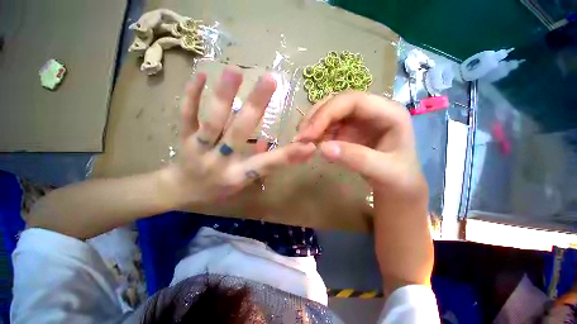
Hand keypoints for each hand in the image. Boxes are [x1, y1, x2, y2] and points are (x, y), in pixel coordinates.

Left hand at [161, 66, 315, 207]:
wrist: (180, 191)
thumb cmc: (216, 189)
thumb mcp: (242, 183)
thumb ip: (260, 163)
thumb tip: (270, 140)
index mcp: (237, 175)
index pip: (267, 164)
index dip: (288, 155)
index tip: (308, 144)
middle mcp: (219, 161)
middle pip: (239, 132)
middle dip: (256, 106)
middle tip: (271, 80)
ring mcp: (198, 148)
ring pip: (212, 120)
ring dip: (224, 95)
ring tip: (235, 71)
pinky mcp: (182, 137)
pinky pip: (186, 115)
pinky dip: (191, 94)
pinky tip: (200, 73)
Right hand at [296, 91, 425, 200]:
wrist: (398, 187)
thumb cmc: (398, 179)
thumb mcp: (383, 171)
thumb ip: (355, 158)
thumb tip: (321, 148)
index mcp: (389, 112)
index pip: (353, 101)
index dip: (327, 113)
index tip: (308, 134)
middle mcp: (372, 110)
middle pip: (338, 103)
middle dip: (316, 118)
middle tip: (300, 137)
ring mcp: (359, 120)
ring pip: (329, 113)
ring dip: (313, 125)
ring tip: (303, 142)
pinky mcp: (349, 130)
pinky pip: (328, 126)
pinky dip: (317, 134)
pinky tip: (313, 145)